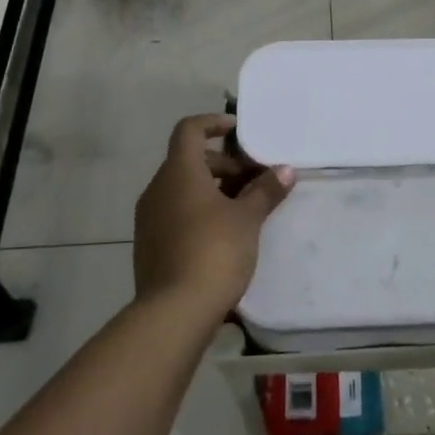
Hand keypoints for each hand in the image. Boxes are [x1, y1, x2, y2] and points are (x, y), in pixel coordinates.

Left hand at [134, 114, 295, 319]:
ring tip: (244, 210)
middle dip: (223, 165)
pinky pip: (175, 214)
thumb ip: (265, 191)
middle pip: (189, 161)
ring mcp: (149, 219)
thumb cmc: (214, 251)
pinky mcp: (149, 245)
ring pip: (182, 190)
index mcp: (179, 173)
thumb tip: (286, 170)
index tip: (239, 132)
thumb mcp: (247, 219)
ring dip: (213, 190)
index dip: (213, 123)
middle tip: (254, 181)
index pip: (189, 130)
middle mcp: (158, 189)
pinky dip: (199, 212)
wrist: (174, 311)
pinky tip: (224, 235)